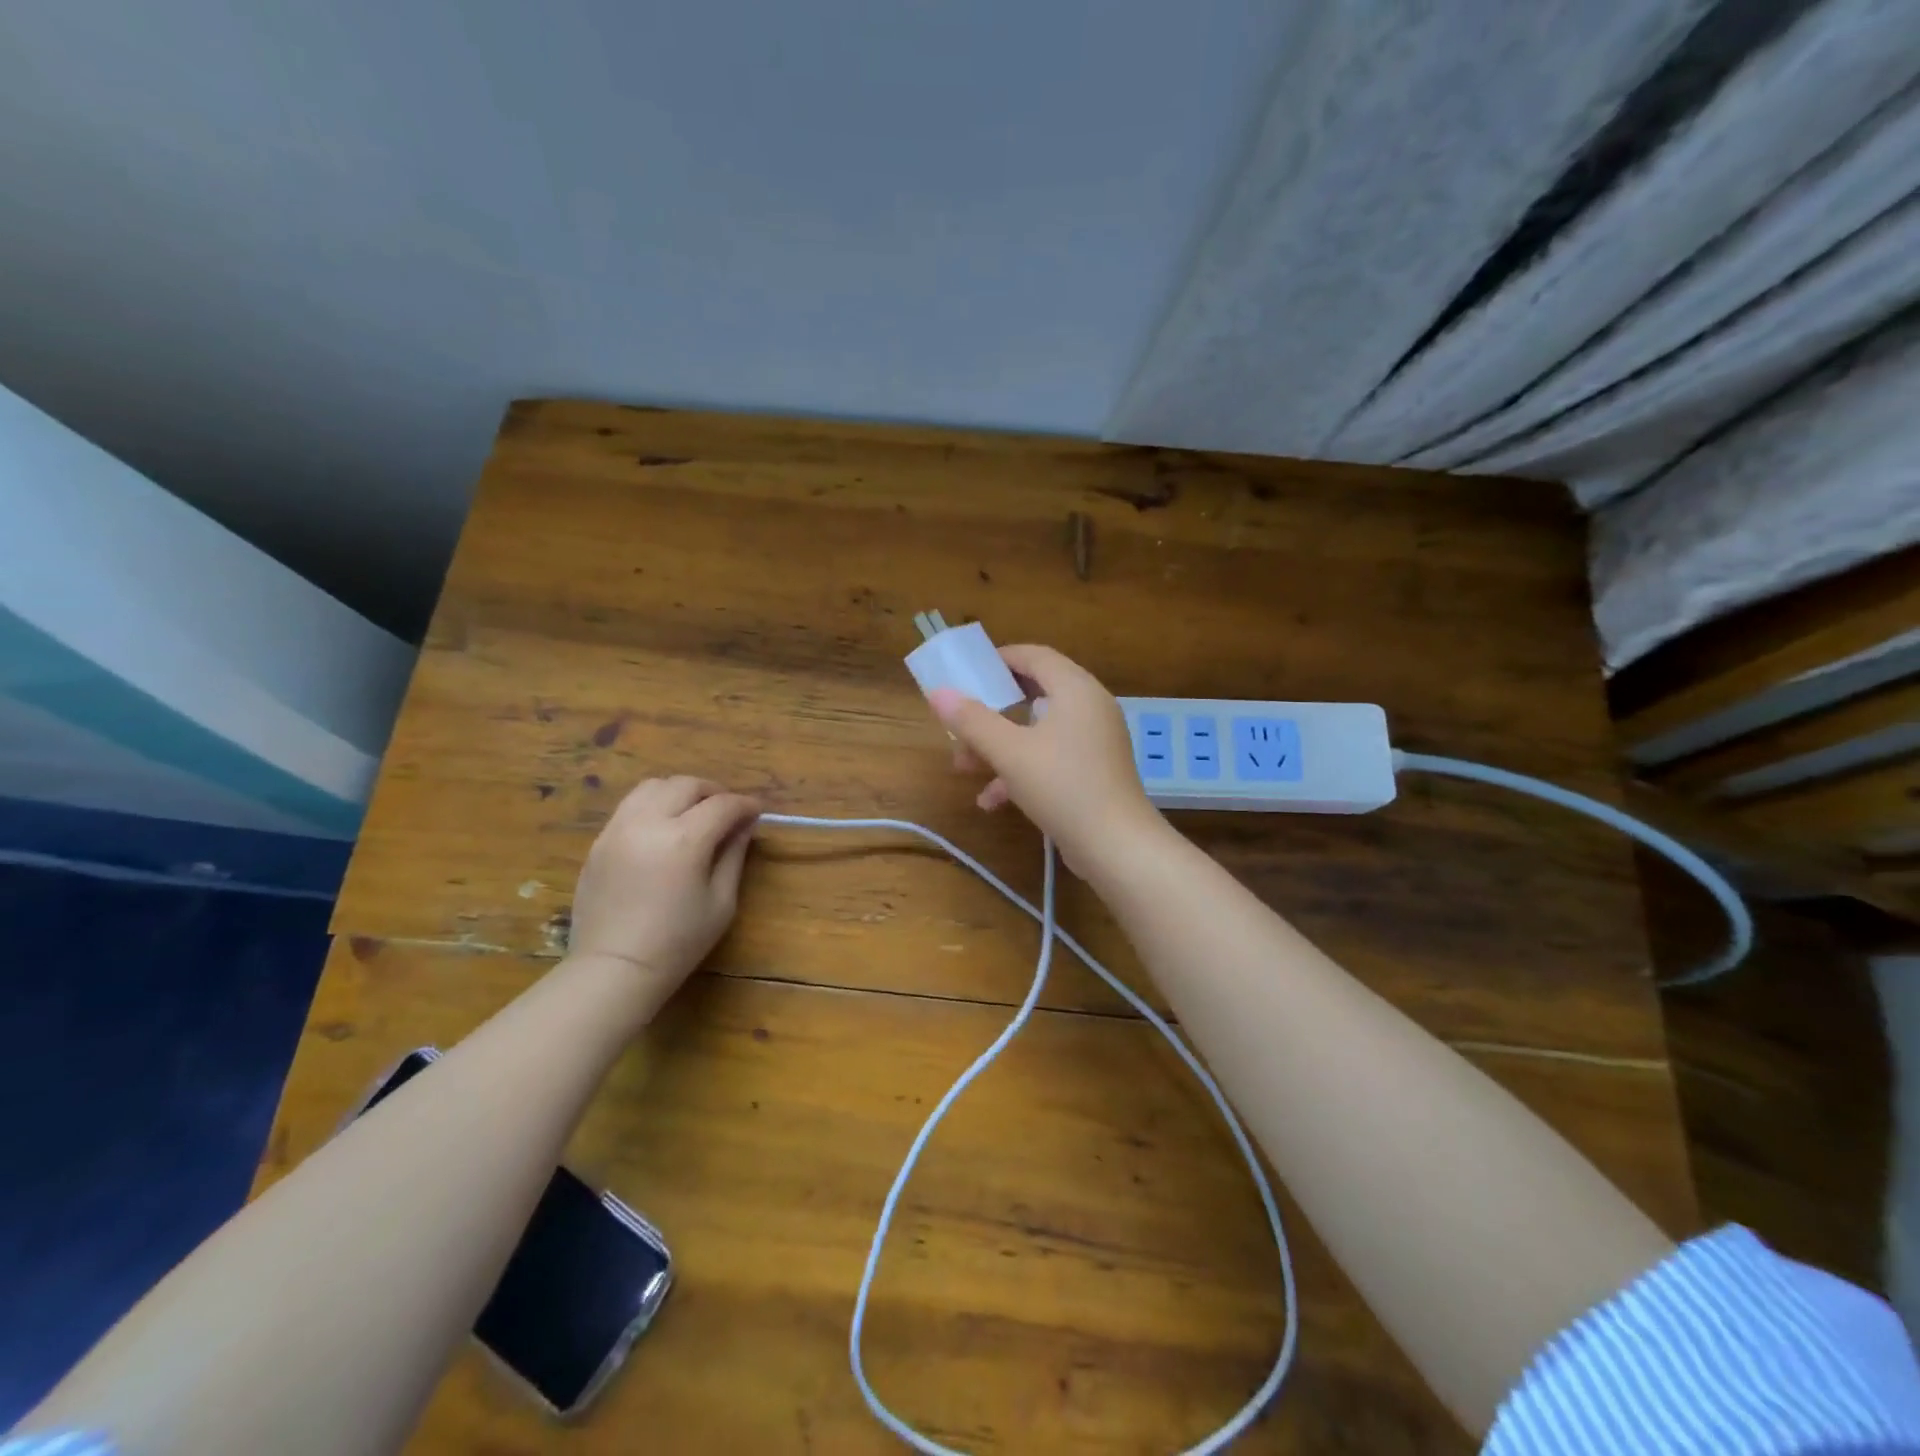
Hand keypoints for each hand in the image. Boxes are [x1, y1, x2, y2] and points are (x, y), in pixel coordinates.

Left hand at [568, 777, 760, 1000]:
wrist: (614, 969)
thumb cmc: (677, 942)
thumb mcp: (721, 902)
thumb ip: (734, 855)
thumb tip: (744, 826)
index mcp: (684, 840)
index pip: (722, 805)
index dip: (745, 805)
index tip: (756, 812)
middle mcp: (648, 823)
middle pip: (686, 785)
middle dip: (713, 792)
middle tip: (727, 811)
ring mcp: (617, 829)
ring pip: (652, 787)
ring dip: (679, 792)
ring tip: (692, 812)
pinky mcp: (599, 842)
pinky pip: (629, 807)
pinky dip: (653, 806)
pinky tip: (663, 829)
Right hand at [928, 644, 1169, 876]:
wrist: (1117, 846)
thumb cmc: (1062, 786)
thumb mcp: (1010, 752)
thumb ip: (973, 721)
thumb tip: (938, 693)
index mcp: (1076, 689)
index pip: (1035, 656)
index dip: (999, 659)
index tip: (968, 672)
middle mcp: (1090, 707)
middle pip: (1034, 695)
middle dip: (991, 712)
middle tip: (961, 724)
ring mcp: (1095, 741)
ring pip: (1038, 731)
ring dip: (999, 745)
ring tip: (964, 768)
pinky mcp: (1094, 771)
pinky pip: (1051, 757)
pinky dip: (1022, 770)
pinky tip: (992, 800)